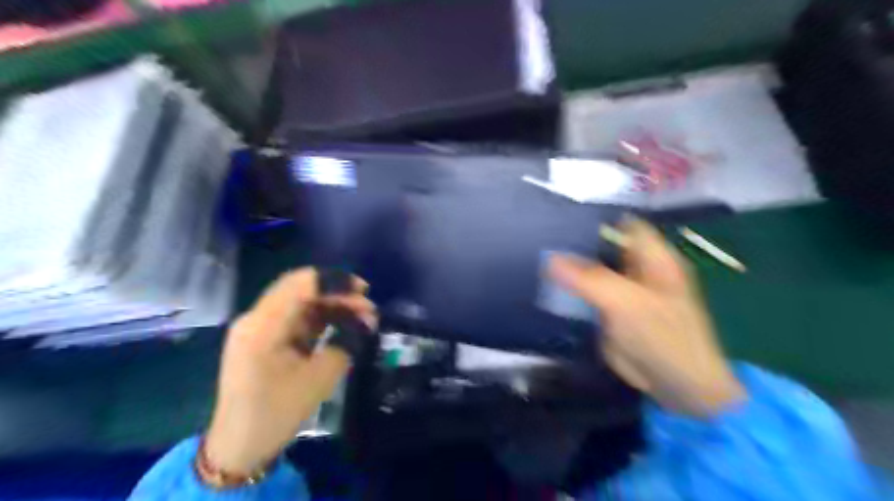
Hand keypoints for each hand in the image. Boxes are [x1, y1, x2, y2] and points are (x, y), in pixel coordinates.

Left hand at [203, 268, 373, 475]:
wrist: (240, 446)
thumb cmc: (276, 413)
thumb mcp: (319, 379)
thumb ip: (346, 342)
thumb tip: (366, 321)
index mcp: (262, 326)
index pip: (300, 284)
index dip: (335, 281)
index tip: (364, 291)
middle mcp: (257, 318)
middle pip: (301, 288)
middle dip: (338, 291)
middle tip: (368, 306)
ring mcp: (260, 326)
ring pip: (302, 300)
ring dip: (333, 303)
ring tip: (363, 316)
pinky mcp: (266, 336)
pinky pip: (298, 315)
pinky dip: (323, 316)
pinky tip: (344, 323)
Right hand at [548, 222, 744, 415]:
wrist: (675, 387)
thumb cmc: (663, 338)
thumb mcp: (626, 303)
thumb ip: (589, 279)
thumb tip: (550, 258)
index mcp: (653, 257)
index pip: (622, 224)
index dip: (595, 218)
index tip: (560, 216)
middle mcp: (637, 267)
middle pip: (603, 245)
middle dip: (575, 241)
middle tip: (539, 235)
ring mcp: (622, 289)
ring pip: (591, 268)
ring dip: (569, 265)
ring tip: (534, 254)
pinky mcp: (609, 310)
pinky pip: (586, 291)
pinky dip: (569, 287)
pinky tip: (545, 282)